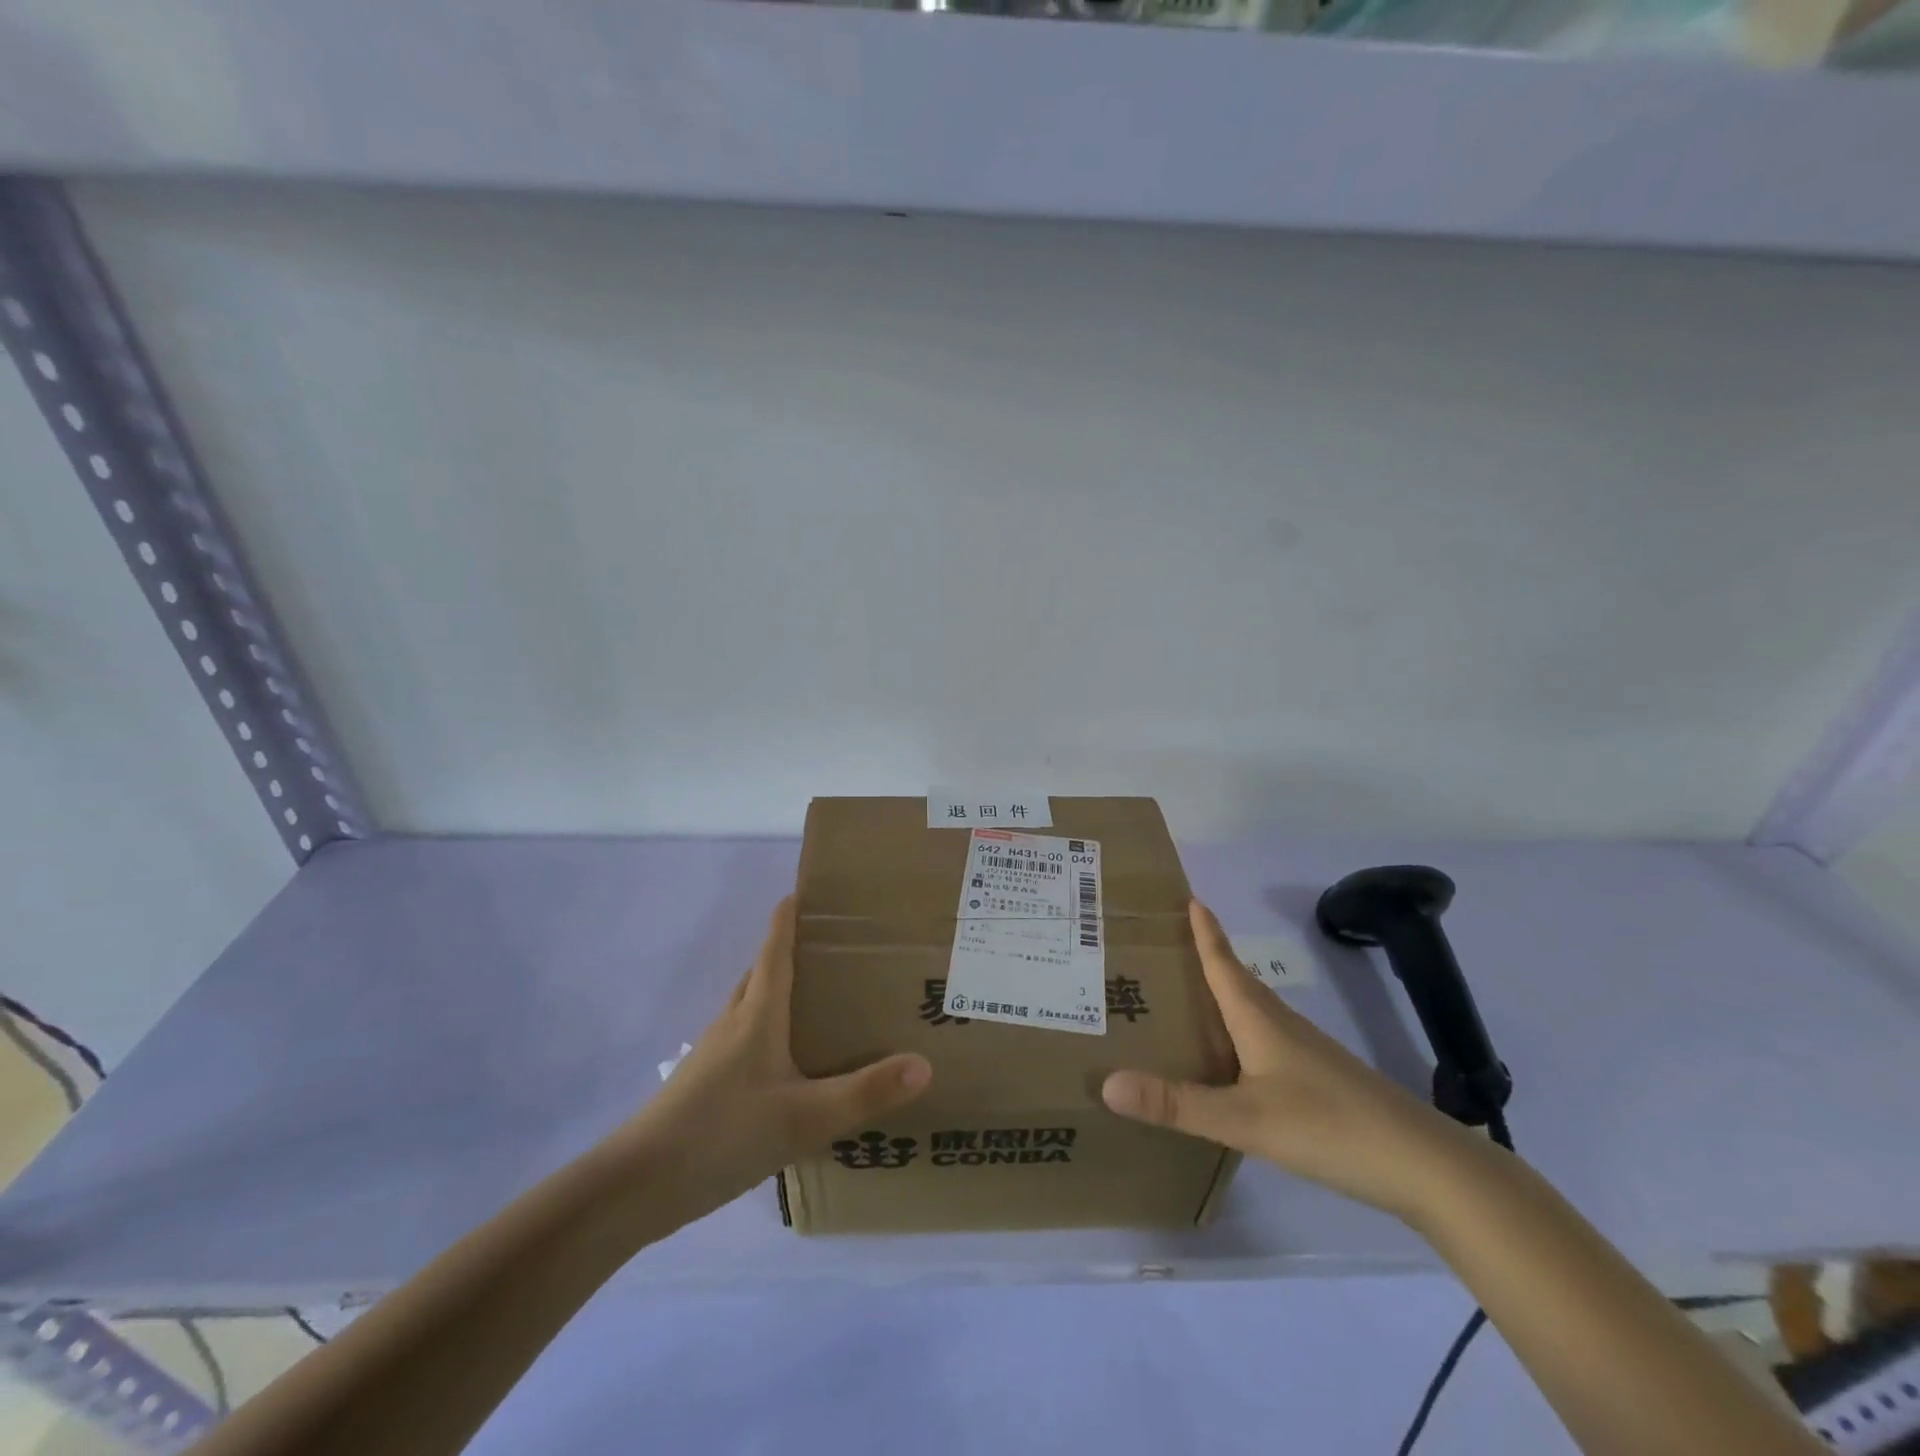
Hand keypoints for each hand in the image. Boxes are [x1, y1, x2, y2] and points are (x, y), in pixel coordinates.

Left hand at [620, 898, 931, 1220]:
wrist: (635, 1187)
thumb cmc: (721, 1134)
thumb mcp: (804, 1118)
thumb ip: (865, 1093)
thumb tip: (924, 1063)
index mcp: (757, 1016)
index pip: (775, 951)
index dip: (787, 919)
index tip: (803, 889)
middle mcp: (733, 1024)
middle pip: (760, 974)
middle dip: (789, 952)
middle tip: (829, 947)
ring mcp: (713, 1056)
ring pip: (749, 1008)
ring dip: (777, 992)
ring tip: (816, 1000)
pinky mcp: (703, 1086)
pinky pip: (742, 1041)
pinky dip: (767, 1031)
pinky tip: (785, 1064)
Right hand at [1102, 900, 1486, 1222]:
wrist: (1425, 1165)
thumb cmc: (1329, 1126)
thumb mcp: (1244, 1120)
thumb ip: (1176, 1104)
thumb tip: (1107, 1083)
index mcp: (1260, 1020)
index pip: (1224, 963)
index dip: (1206, 932)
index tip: (1189, 897)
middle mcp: (1282, 1025)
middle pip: (1238, 981)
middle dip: (1207, 958)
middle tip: (1171, 944)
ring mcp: (1307, 1053)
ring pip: (1255, 1011)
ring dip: (1224, 995)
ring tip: (1191, 996)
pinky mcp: (1322, 1080)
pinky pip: (1268, 1039)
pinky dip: (1242, 1032)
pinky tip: (1235, 1059)